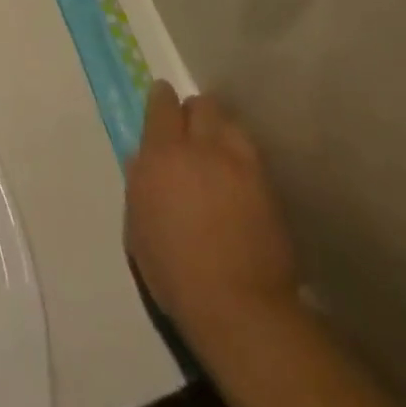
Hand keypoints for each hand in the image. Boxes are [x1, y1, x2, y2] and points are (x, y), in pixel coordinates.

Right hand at [125, 82, 299, 348]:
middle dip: (194, 113)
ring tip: (218, 151)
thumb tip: (144, 159)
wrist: (238, 307)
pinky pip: (252, 153)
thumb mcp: (138, 226)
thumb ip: (140, 183)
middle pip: (202, 105)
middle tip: (191, 132)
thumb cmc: (174, 271)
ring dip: (221, 130)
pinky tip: (239, 176)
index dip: (162, 99)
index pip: (162, 104)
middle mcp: (201, 147)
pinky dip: (242, 156)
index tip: (162, 103)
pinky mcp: (268, 185)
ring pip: (230, 123)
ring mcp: (240, 164)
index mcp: (162, 154)